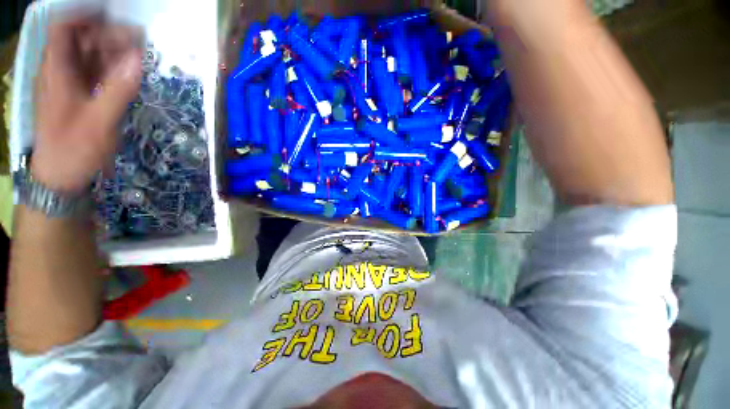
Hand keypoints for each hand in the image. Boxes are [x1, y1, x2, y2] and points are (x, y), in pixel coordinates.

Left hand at [32, 16, 142, 193]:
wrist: (61, 175)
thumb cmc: (74, 149)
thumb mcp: (99, 121)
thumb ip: (118, 89)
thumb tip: (138, 60)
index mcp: (56, 72)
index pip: (64, 28)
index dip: (85, 16)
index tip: (113, 18)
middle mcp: (61, 72)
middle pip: (81, 40)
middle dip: (108, 35)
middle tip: (138, 43)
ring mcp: (70, 84)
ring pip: (90, 56)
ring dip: (113, 53)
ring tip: (138, 57)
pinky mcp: (80, 96)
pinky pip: (95, 74)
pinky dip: (112, 69)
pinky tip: (128, 74)